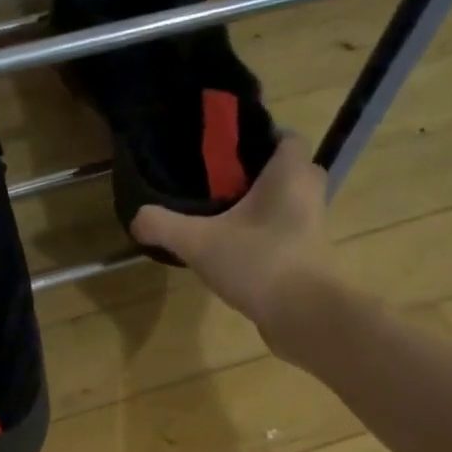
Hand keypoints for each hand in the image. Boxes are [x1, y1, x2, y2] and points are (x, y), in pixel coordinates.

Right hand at [130, 136, 347, 363]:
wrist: (304, 315)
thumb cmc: (259, 262)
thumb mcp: (199, 243)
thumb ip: (164, 226)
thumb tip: (137, 216)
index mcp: (290, 174)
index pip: (285, 137)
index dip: (259, 138)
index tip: (225, 153)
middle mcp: (309, 192)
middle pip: (287, 170)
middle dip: (257, 175)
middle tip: (220, 186)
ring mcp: (313, 226)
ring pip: (286, 204)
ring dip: (260, 208)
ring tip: (221, 220)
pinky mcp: (309, 256)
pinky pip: (286, 233)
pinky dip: (265, 236)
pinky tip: (234, 252)